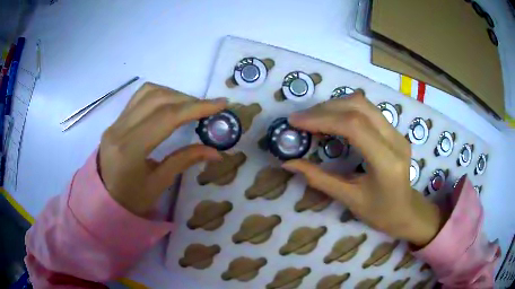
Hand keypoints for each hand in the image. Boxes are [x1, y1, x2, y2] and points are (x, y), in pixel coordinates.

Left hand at [99, 82, 226, 216]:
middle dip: (188, 100)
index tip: (221, 103)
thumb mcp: (158, 185)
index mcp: (129, 150)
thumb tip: (216, 152)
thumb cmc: (130, 200)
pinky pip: (139, 98)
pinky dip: (160, 95)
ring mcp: (115, 122)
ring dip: (174, 94)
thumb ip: (184, 161)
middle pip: (158, 99)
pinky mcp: (115, 121)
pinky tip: (170, 105)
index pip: (166, 117)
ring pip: (148, 93)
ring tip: (190, 107)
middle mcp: (120, 129)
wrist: (103, 200)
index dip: (196, 107)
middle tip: (208, 109)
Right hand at [283, 90, 442, 246]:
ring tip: (313, 118)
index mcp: (387, 162)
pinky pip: (367, 110)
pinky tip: (331, 120)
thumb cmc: (380, 213)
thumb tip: (289, 163)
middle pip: (358, 107)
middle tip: (300, 119)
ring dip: (334, 106)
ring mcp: (397, 132)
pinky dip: (345, 110)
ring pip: (363, 103)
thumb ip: (319, 179)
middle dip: (325, 109)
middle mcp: (395, 140)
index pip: (354, 126)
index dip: (322, 119)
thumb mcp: (349, 199)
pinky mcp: (394, 130)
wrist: (406, 211)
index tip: (295, 122)